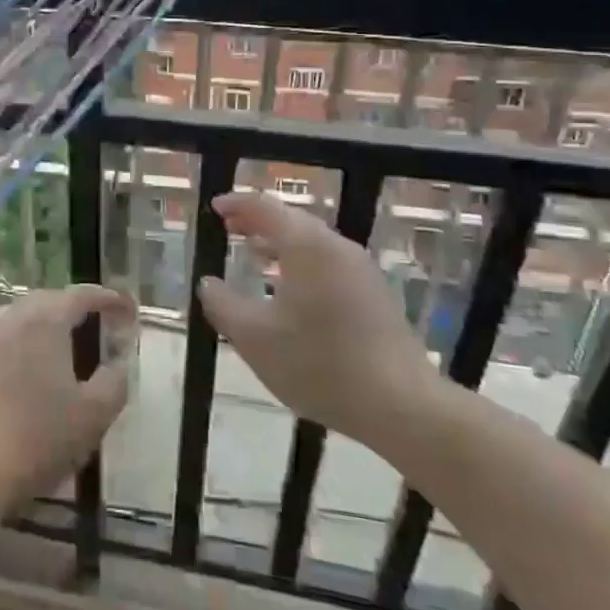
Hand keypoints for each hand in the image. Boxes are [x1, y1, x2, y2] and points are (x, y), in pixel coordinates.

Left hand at [0, 285, 134, 507]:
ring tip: (53, 341)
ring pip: (13, 317)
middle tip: (91, 320)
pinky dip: (11, 344)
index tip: (125, 306)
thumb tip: (120, 362)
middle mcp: (8, 319)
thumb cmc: (36, 439)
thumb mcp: (92, 416)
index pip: (80, 296)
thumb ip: (114, 382)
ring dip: (37, 321)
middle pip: (44, 300)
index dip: (106, 298)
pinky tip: (15, 368)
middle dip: (70, 305)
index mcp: (44, 321)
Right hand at [197, 192, 444, 447]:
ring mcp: (361, 269)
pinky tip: (289, 291)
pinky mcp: (374, 294)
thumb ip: (223, 305)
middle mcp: (336, 246)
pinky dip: (300, 263)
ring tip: (253, 256)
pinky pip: (328, 263)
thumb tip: (208, 283)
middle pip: (291, 220)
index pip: (264, 207)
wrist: (401, 405)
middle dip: (257, 222)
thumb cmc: (319, 364)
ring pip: (312, 243)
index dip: (236, 204)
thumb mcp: (254, 338)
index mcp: (306, 245)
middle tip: (229, 229)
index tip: (215, 208)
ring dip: (279, 244)